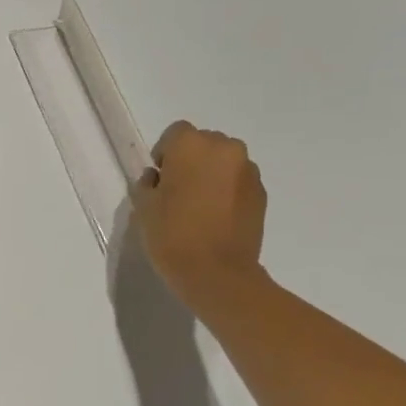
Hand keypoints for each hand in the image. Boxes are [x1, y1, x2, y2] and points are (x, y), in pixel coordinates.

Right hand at [134, 121, 268, 314]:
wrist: (217, 272)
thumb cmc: (172, 234)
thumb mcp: (144, 207)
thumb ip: (148, 184)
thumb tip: (159, 178)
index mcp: (191, 146)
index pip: (176, 133)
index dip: (166, 153)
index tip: (160, 178)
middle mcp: (224, 149)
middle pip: (204, 143)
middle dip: (192, 160)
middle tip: (179, 190)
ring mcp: (248, 171)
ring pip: (224, 162)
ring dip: (212, 174)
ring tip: (200, 205)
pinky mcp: (262, 193)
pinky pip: (239, 181)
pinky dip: (228, 191)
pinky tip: (217, 216)